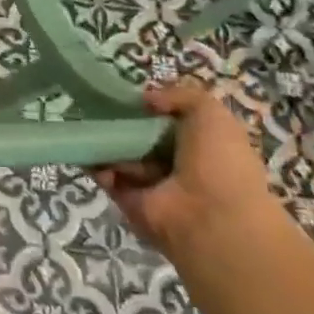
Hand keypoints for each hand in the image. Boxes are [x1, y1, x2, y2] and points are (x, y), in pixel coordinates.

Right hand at [94, 79, 279, 258]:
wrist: (210, 217)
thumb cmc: (218, 161)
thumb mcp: (210, 113)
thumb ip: (180, 95)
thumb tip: (146, 99)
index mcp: (203, 146)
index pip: (170, 122)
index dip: (151, 107)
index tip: (130, 95)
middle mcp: (178, 165)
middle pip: (141, 137)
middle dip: (121, 122)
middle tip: (98, 106)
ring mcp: (153, 184)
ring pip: (120, 154)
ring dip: (107, 142)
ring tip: (95, 129)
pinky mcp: (129, 200)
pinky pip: (106, 175)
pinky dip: (96, 164)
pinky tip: (95, 154)